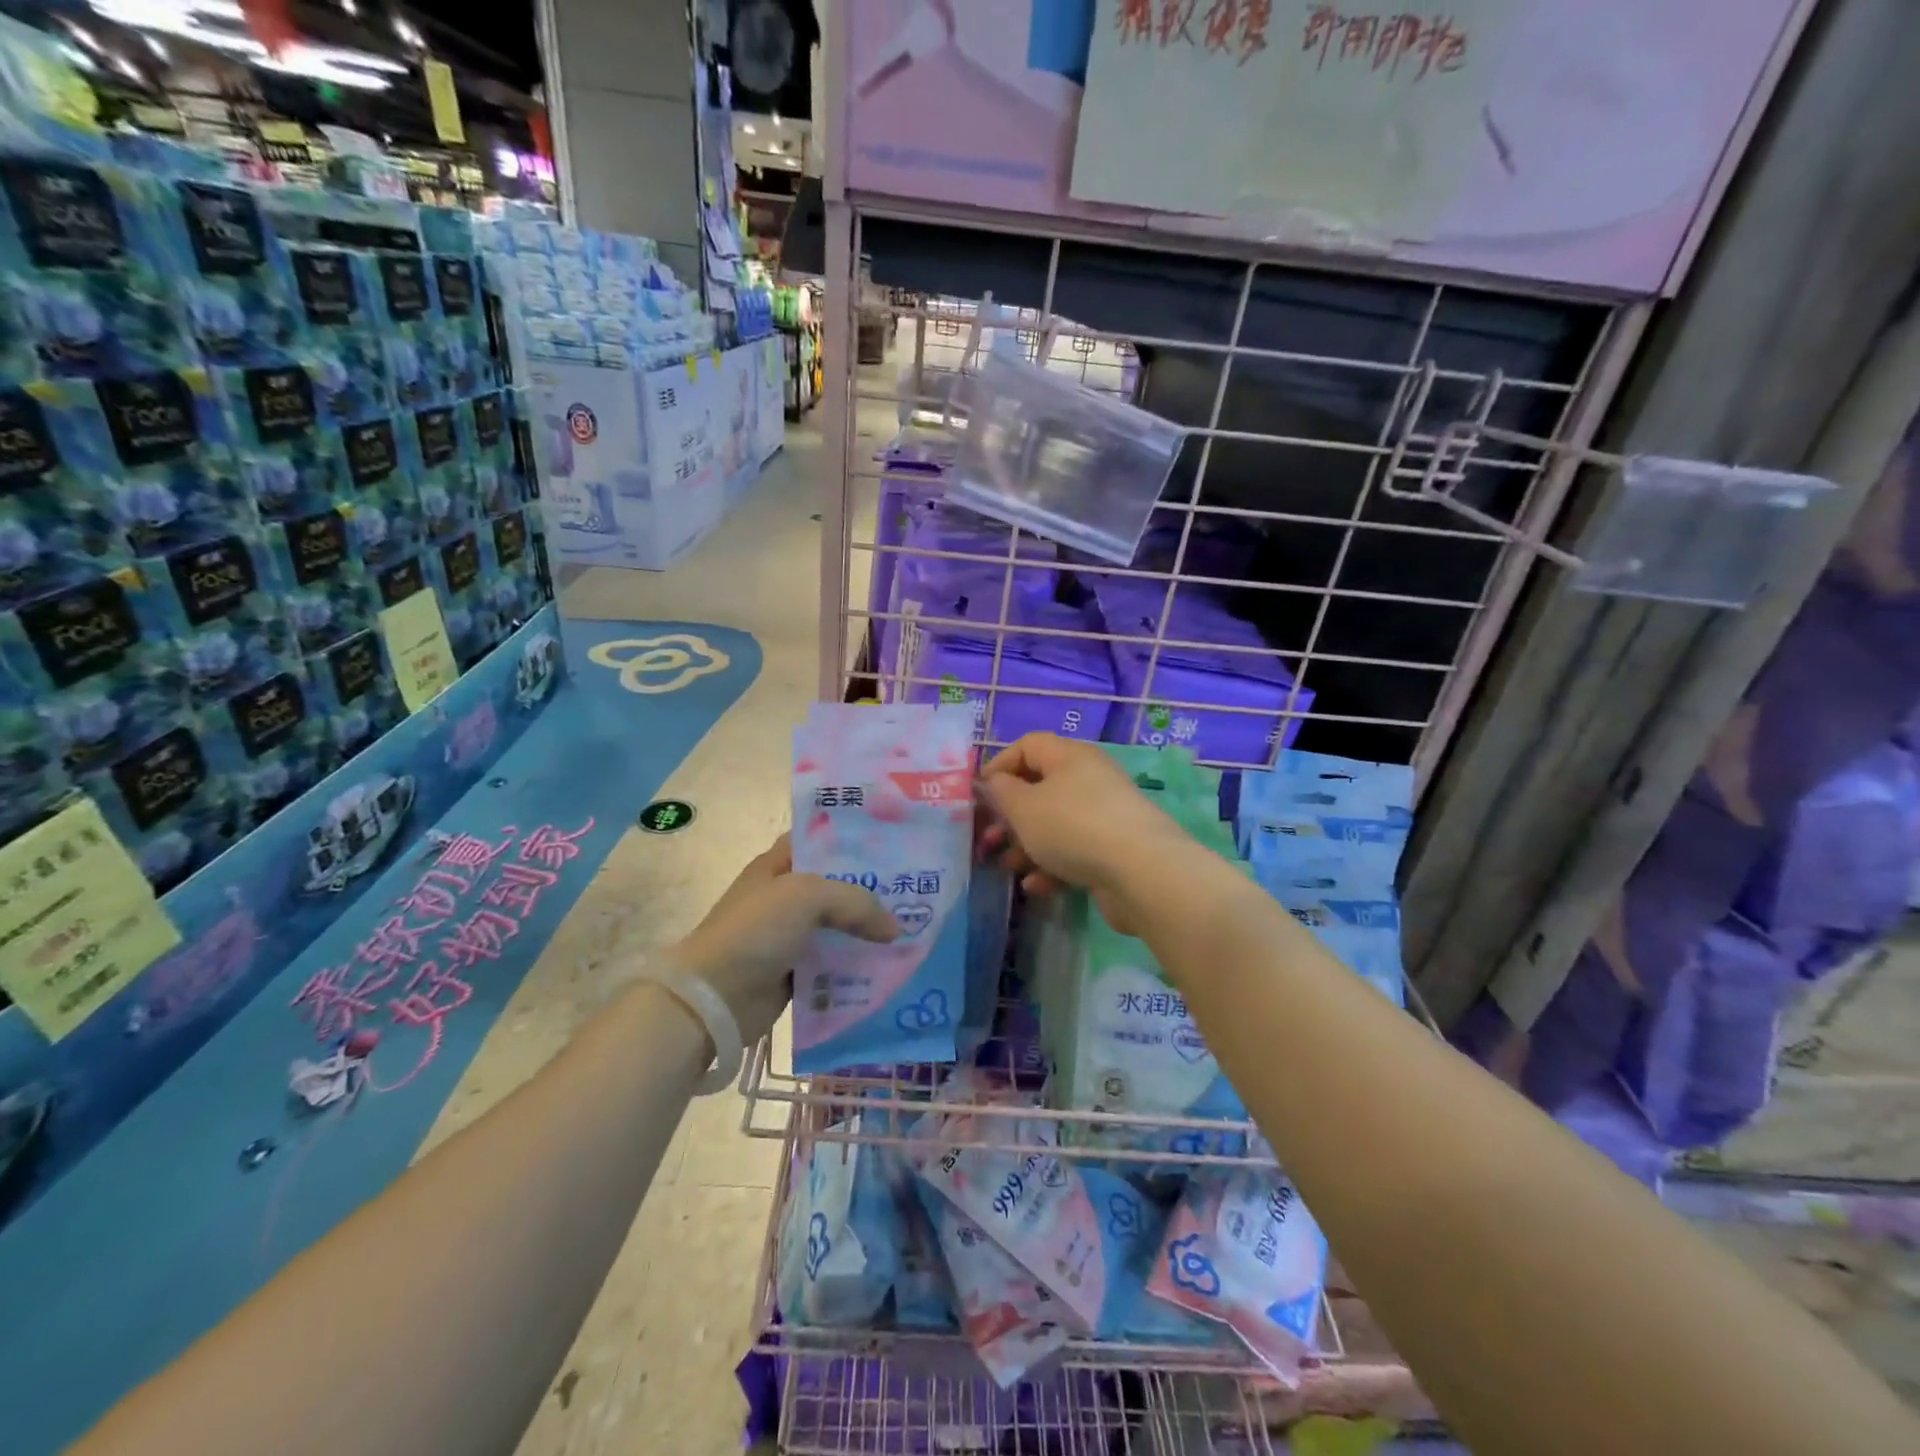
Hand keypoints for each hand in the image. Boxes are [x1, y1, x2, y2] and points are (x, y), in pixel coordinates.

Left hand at [668, 834, 897, 1042]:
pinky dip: (855, 964)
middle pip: (835, 885)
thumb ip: (857, 902)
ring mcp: (788, 935)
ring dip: (867, 930)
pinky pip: (833, 963)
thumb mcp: (808, 896)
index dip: (853, 839)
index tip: (893, 843)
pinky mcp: (793, 971)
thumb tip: (893, 929)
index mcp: (778, 864)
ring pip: (838, 926)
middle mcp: (783, 895)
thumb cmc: (756, 930)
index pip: (820, 840)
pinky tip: (888, 964)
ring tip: (909, 929)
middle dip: (871, 889)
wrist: (714, 998)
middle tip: (913, 890)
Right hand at [977, 734, 1188, 935]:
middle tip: (988, 839)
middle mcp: (1089, 779)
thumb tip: (995, 782)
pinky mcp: (1115, 849)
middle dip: (1009, 815)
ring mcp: (1105, 815)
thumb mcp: (1024, 807)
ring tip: (1008, 867)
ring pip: (1055, 823)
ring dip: (1027, 845)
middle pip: (1040, 788)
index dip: (999, 766)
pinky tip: (1037, 887)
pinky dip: (1053, 867)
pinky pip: (1075, 851)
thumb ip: (1001, 792)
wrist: (1140, 872)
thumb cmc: (1072, 827)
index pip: (1028, 745)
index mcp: (1069, 757)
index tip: (978, 795)